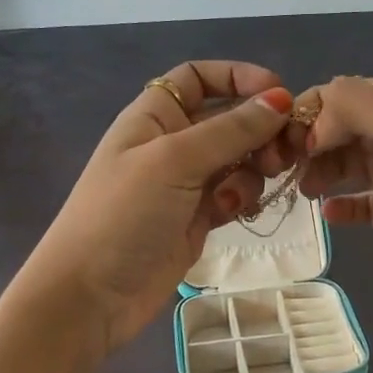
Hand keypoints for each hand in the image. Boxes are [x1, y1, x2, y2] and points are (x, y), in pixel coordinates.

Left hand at [20, 62, 295, 350]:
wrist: (91, 295)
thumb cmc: (124, 214)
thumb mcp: (175, 161)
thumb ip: (232, 129)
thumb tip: (280, 98)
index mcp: (155, 115)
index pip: (200, 78)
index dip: (239, 78)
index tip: (279, 93)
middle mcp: (172, 142)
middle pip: (229, 119)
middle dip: (258, 131)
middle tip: (282, 154)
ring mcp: (186, 182)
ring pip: (239, 158)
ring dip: (253, 169)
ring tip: (245, 193)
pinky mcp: (198, 217)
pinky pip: (235, 193)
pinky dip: (243, 197)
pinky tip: (236, 212)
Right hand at [299, 76, 372, 304]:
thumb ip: (355, 106)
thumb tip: (310, 122)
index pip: (337, 97)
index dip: (306, 115)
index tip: (282, 144)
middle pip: (336, 132)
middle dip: (306, 147)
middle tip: (281, 172)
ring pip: (344, 167)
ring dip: (319, 174)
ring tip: (301, 191)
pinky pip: (361, 205)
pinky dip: (341, 207)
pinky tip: (327, 214)